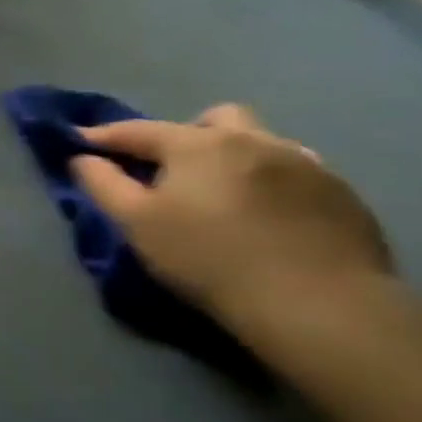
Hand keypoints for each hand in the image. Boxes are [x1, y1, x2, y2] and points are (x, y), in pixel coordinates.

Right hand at [70, 104, 392, 322]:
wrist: (316, 301)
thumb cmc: (206, 256)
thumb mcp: (134, 221)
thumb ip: (102, 183)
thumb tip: (82, 158)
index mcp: (200, 144)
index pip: (138, 130)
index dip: (103, 136)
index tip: (79, 143)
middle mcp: (257, 141)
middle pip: (215, 119)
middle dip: (185, 134)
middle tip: (167, 170)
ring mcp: (308, 165)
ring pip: (260, 143)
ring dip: (232, 157)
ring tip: (219, 194)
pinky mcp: (342, 194)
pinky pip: (294, 173)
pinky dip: (267, 183)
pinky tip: (262, 215)